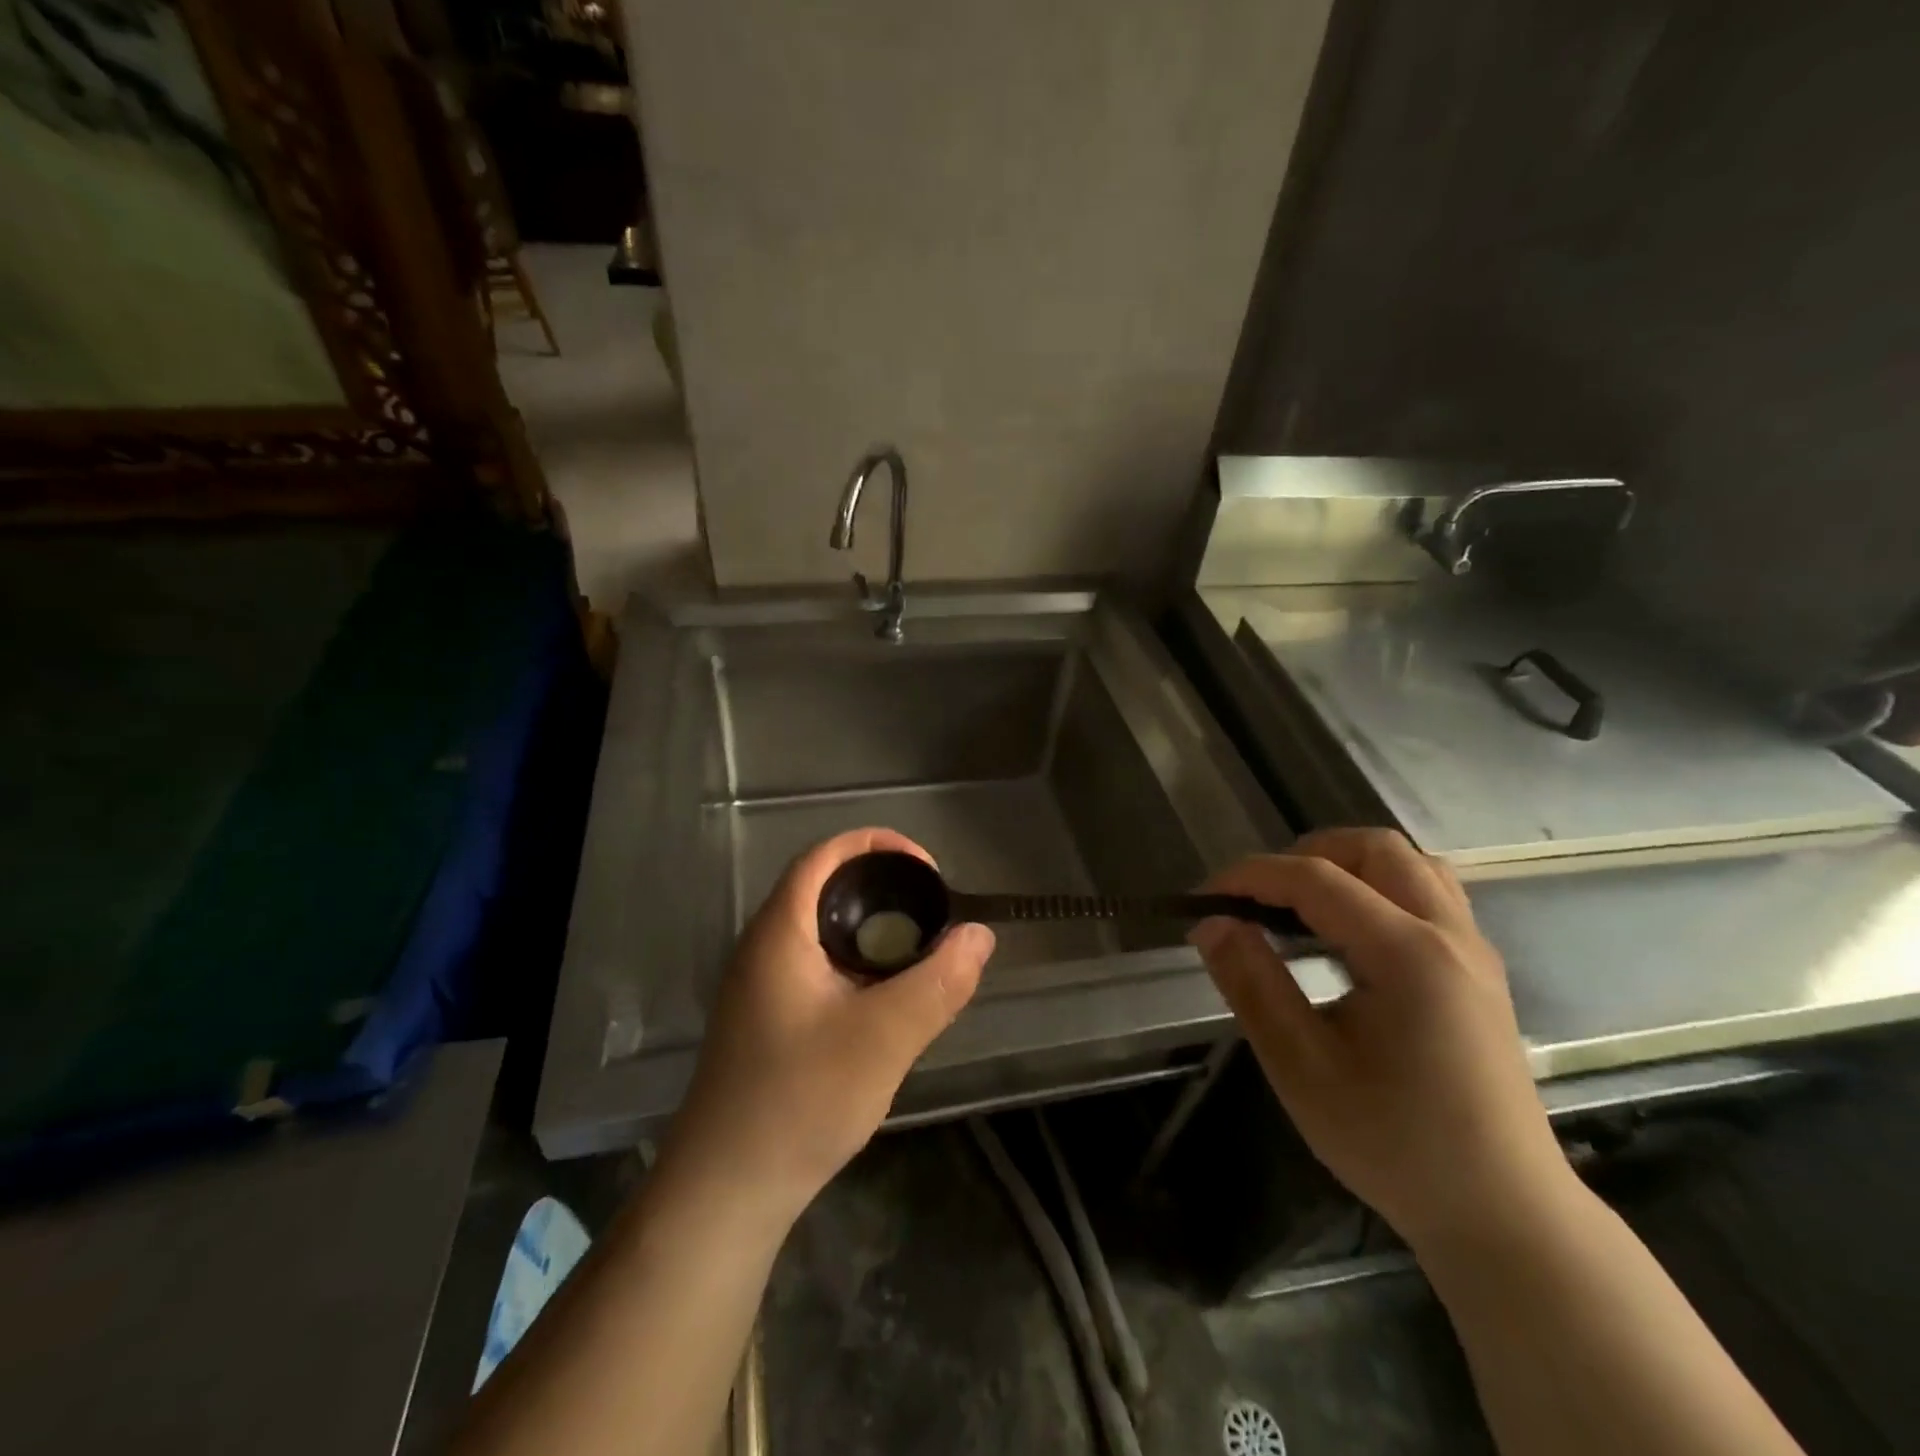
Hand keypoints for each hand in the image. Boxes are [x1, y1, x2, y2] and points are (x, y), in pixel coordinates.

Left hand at [660, 828, 993, 1226]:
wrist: (726, 1191)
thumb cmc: (801, 1100)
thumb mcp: (884, 1038)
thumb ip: (938, 982)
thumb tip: (979, 934)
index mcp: (780, 932)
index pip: (824, 855)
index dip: (877, 845)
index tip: (927, 869)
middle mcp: (762, 946)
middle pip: (824, 888)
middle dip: (882, 887)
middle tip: (932, 912)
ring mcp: (760, 985)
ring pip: (822, 931)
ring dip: (871, 929)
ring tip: (919, 951)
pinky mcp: (766, 1018)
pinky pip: (817, 966)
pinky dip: (856, 963)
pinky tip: (886, 999)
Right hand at [1191, 829, 1568, 1253]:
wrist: (1503, 1215)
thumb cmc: (1395, 1144)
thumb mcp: (1302, 1068)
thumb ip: (1252, 984)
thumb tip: (1211, 924)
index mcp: (1408, 954)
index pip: (1316, 879)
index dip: (1251, 876)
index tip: (1203, 899)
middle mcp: (1449, 935)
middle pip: (1374, 848)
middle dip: (1305, 855)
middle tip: (1258, 899)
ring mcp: (1473, 950)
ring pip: (1409, 863)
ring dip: (1347, 865)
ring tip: (1301, 906)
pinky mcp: (1479, 970)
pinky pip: (1429, 892)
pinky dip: (1379, 887)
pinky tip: (1349, 934)